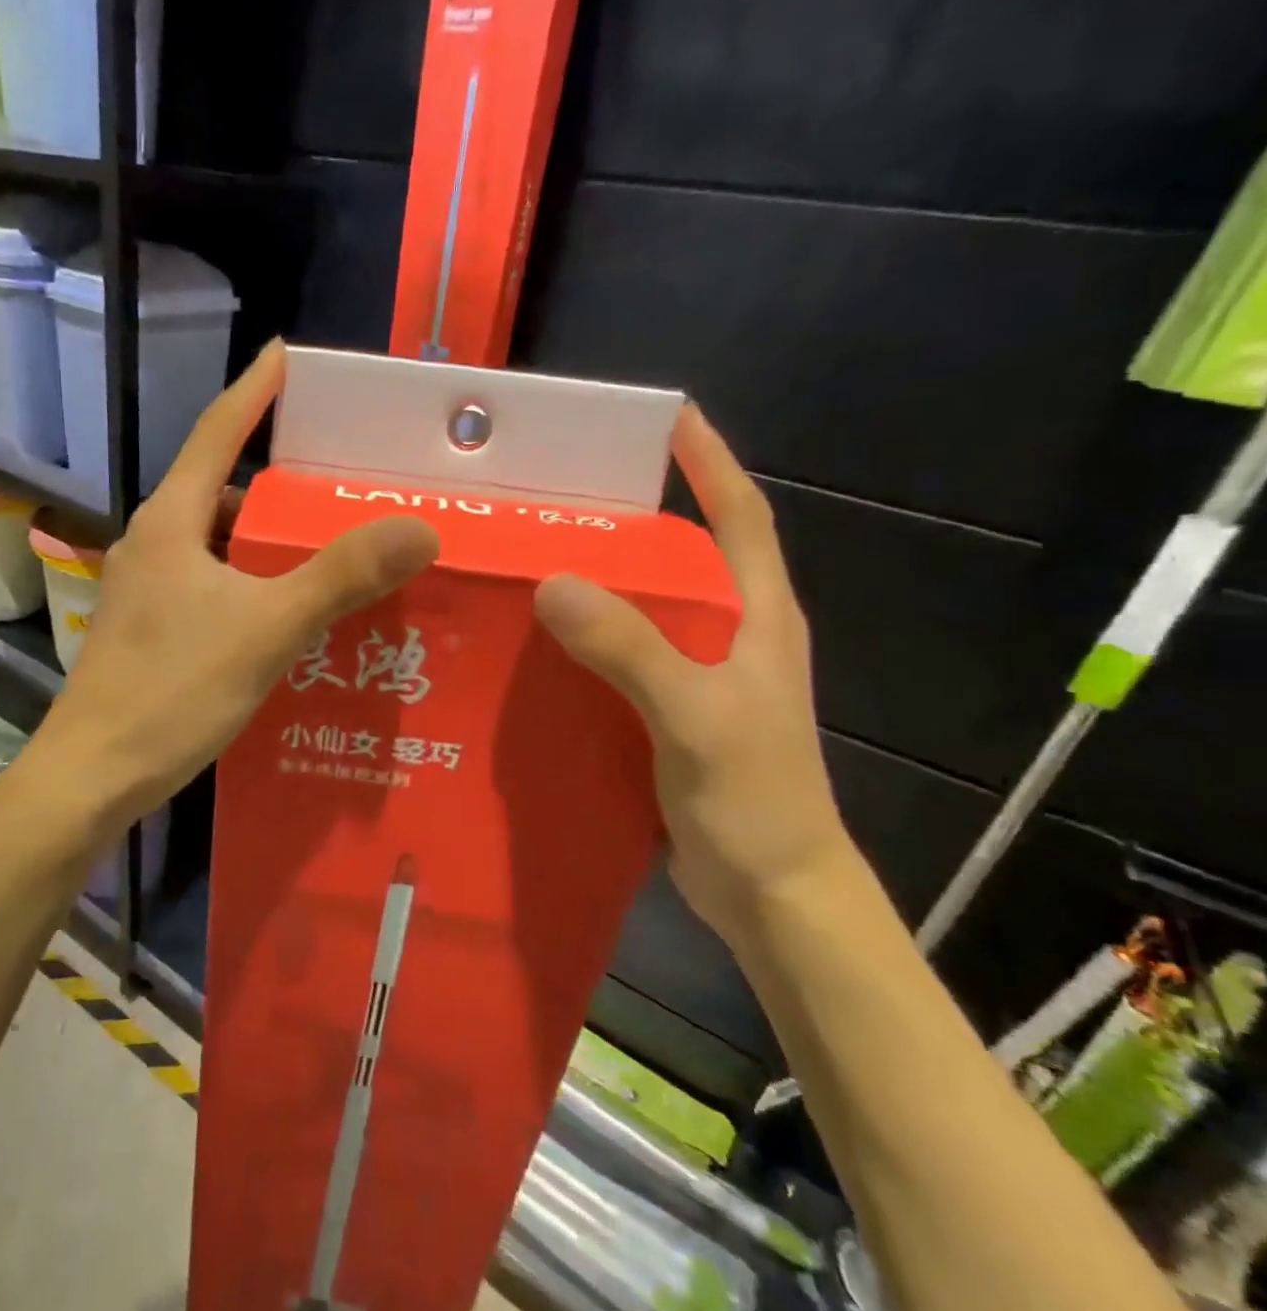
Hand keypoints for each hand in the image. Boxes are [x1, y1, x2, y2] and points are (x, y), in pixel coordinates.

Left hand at [29, 340, 438, 830]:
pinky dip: (253, 582)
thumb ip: (341, 576)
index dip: (254, 391)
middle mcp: (154, 543)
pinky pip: (213, 584)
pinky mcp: (152, 628)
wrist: (94, 774)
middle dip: (277, 480)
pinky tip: (289, 609)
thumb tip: (420, 528)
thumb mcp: (267, 628)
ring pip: (218, 543)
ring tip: (328, 547)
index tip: (285, 353)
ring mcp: (148, 588)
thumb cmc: (173, 690)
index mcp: (172, 521)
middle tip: (340, 479)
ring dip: (267, 540)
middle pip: (221, 489)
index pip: (217, 432)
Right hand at [533, 405, 853, 942]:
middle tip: (565, 492)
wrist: (774, 894)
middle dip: (635, 516)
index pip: (740, 516)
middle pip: (683, 554)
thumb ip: (632, 649)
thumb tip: (554, 582)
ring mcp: (702, 675)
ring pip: (647, 608)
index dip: (709, 462)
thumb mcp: (695, 717)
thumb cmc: (755, 801)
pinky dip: (588, 638)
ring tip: (536, 556)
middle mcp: (733, 634)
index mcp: (759, 617)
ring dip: (603, 580)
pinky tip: (540, 640)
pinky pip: (625, 655)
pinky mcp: (671, 711)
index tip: (667, 416)